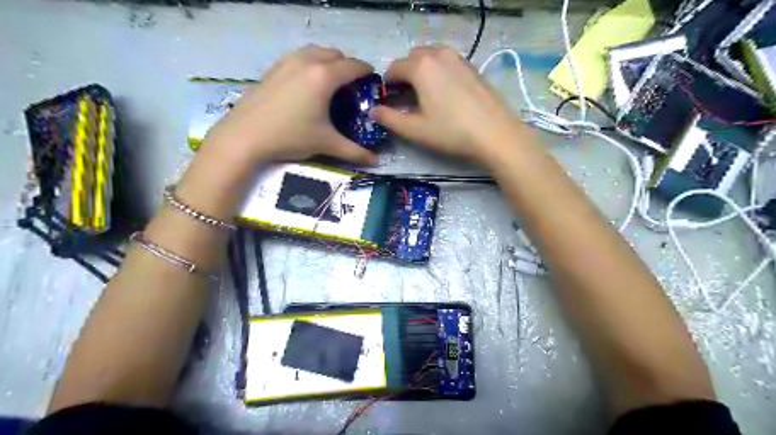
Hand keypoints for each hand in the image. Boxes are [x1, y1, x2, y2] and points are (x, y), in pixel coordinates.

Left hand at [203, 44, 379, 164]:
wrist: (245, 136)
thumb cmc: (291, 136)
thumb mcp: (327, 144)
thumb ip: (355, 152)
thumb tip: (376, 161)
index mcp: (324, 76)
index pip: (353, 66)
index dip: (366, 71)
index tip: (373, 81)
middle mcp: (307, 62)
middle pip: (335, 53)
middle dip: (347, 65)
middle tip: (352, 86)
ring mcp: (286, 62)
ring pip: (314, 51)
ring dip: (327, 61)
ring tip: (330, 82)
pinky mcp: (272, 69)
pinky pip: (298, 57)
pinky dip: (309, 63)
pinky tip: (306, 84)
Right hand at [370, 45, 527, 165]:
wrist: (495, 134)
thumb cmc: (451, 132)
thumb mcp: (415, 130)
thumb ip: (389, 118)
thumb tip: (374, 111)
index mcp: (421, 66)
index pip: (394, 68)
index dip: (387, 85)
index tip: (389, 101)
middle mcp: (439, 54)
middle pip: (412, 58)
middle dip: (404, 75)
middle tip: (405, 98)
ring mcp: (459, 58)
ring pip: (431, 57)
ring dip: (422, 72)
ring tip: (424, 95)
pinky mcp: (472, 67)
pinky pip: (447, 62)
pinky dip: (439, 72)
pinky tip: (444, 94)